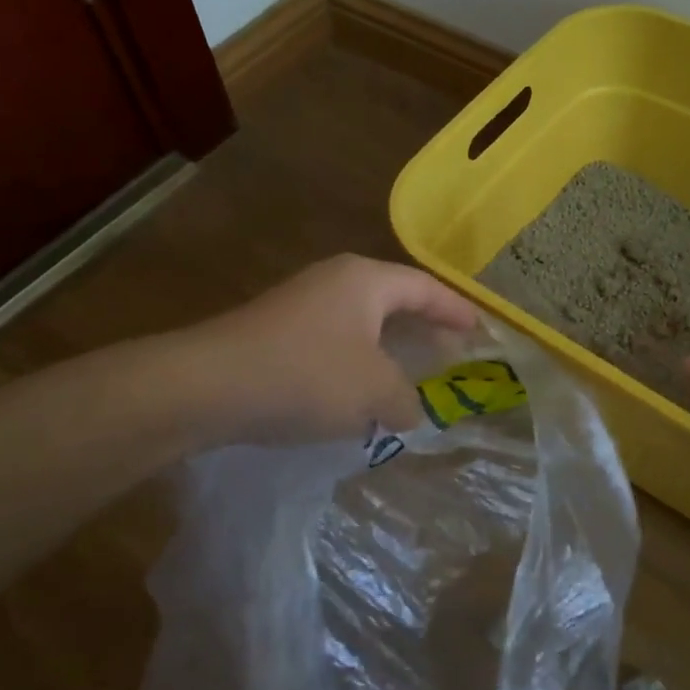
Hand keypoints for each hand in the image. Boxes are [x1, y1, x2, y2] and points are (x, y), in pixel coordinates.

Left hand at [185, 254, 478, 447]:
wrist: (208, 385)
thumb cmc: (306, 375)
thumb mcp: (373, 390)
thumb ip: (405, 399)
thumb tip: (410, 409)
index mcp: (366, 280)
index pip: (425, 288)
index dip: (456, 310)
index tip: (481, 330)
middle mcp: (335, 281)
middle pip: (395, 299)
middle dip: (425, 327)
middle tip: (452, 352)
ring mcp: (301, 303)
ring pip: (362, 322)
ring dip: (390, 348)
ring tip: (411, 374)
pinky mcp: (277, 330)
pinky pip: (335, 340)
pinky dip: (358, 361)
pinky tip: (360, 391)